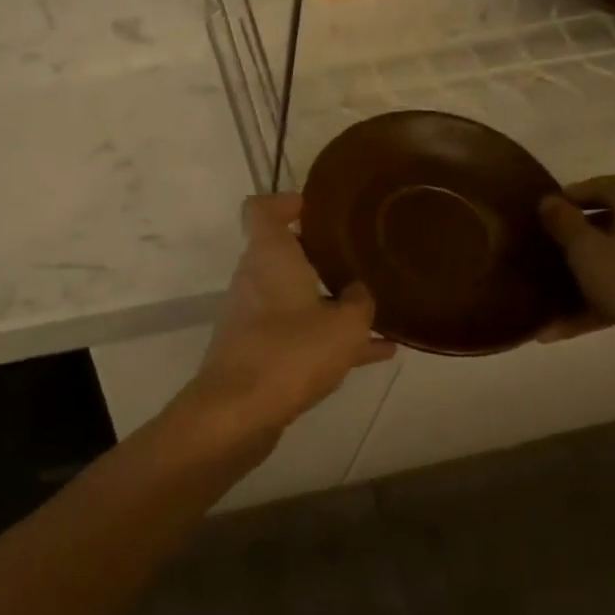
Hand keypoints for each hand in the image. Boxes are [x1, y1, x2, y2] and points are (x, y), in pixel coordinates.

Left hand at [185, 193, 394, 447]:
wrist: (237, 412)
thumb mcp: (344, 325)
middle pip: (283, 252)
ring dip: (331, 301)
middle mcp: (255, 278)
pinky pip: (297, 332)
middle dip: (321, 255)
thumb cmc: (291, 352)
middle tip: (359, 258)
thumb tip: (359, 292)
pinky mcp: (256, 350)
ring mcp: (252, 315)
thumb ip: (359, 302)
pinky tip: (376, 353)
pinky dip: (327, 336)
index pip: (261, 208)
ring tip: (378, 310)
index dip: (287, 201)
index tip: (318, 209)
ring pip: (295, 296)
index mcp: (269, 255)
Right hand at [536, 176, 614, 361]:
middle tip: (539, 256)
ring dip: (580, 279)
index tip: (534, 222)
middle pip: (606, 222)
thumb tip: (548, 200)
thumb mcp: (586, 251)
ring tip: (545, 301)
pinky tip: (564, 328)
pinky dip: (600, 300)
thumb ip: (563, 222)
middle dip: (571, 243)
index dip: (563, 201)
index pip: (595, 186)